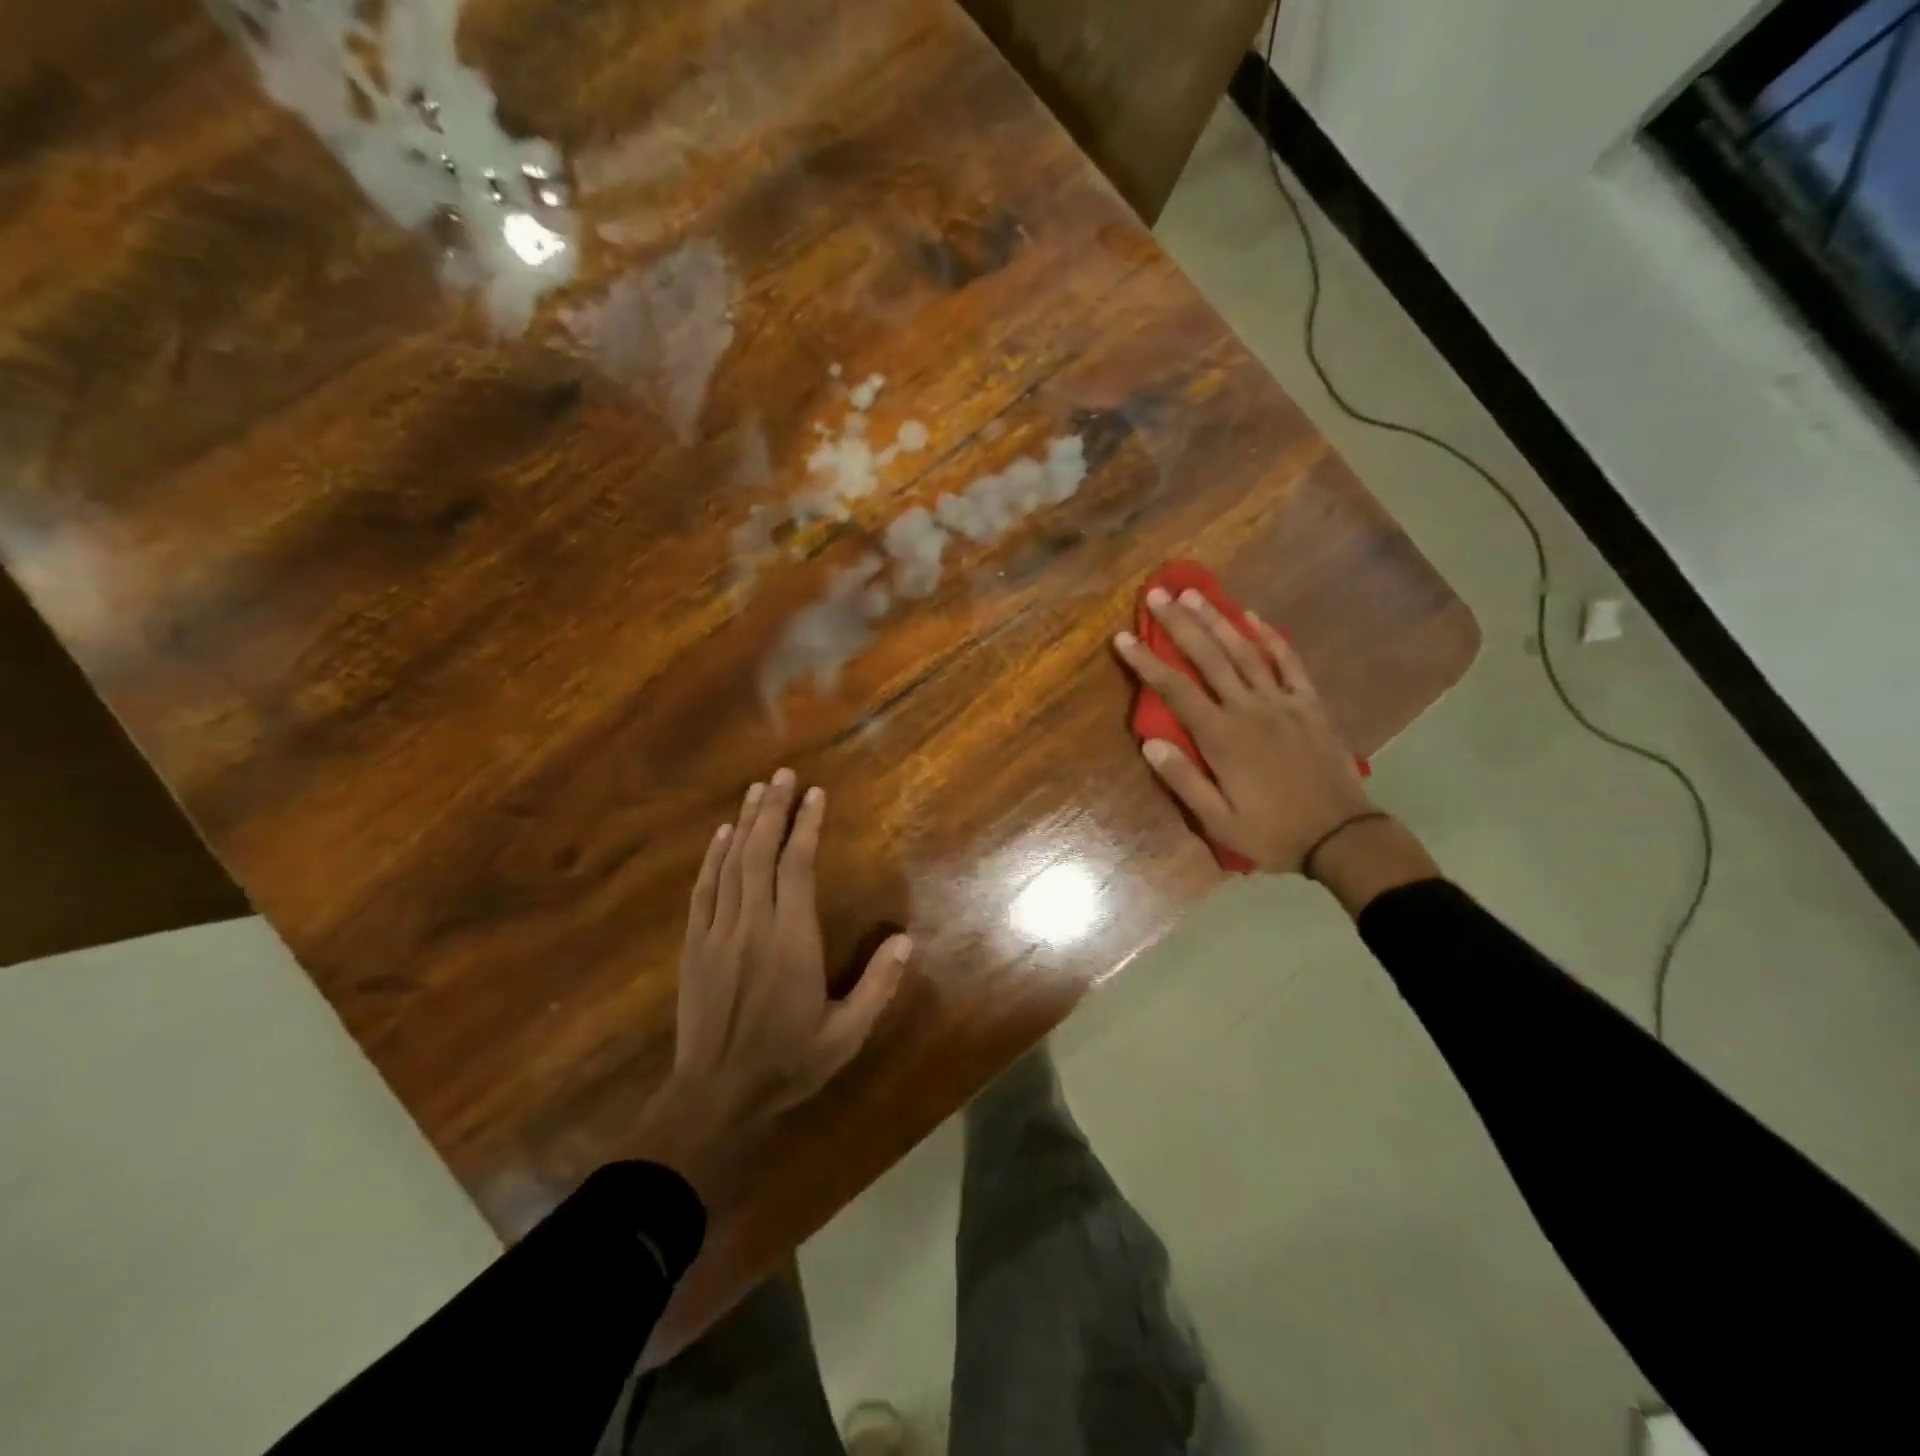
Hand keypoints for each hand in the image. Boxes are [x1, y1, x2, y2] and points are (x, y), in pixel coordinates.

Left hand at [643, 770, 911, 1189]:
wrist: (714, 1097)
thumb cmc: (786, 1063)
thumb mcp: (845, 1035)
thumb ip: (877, 986)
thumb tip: (906, 940)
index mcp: (791, 941)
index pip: (798, 867)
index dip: (806, 827)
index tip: (815, 795)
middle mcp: (753, 925)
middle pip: (762, 853)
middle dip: (773, 809)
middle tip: (783, 774)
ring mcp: (718, 932)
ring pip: (732, 864)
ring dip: (746, 823)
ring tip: (758, 789)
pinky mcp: (695, 945)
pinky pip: (704, 890)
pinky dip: (713, 857)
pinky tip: (722, 834)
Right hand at [1113, 587, 1373, 873]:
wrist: (1341, 837)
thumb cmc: (1272, 833)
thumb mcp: (1218, 821)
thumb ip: (1183, 780)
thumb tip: (1150, 742)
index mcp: (1222, 738)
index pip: (1175, 690)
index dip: (1147, 661)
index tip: (1123, 637)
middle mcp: (1249, 710)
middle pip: (1208, 658)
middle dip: (1179, 624)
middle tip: (1157, 594)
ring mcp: (1283, 703)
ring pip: (1245, 651)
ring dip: (1217, 620)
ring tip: (1195, 593)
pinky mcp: (1310, 704)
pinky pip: (1289, 662)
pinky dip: (1271, 637)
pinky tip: (1253, 617)